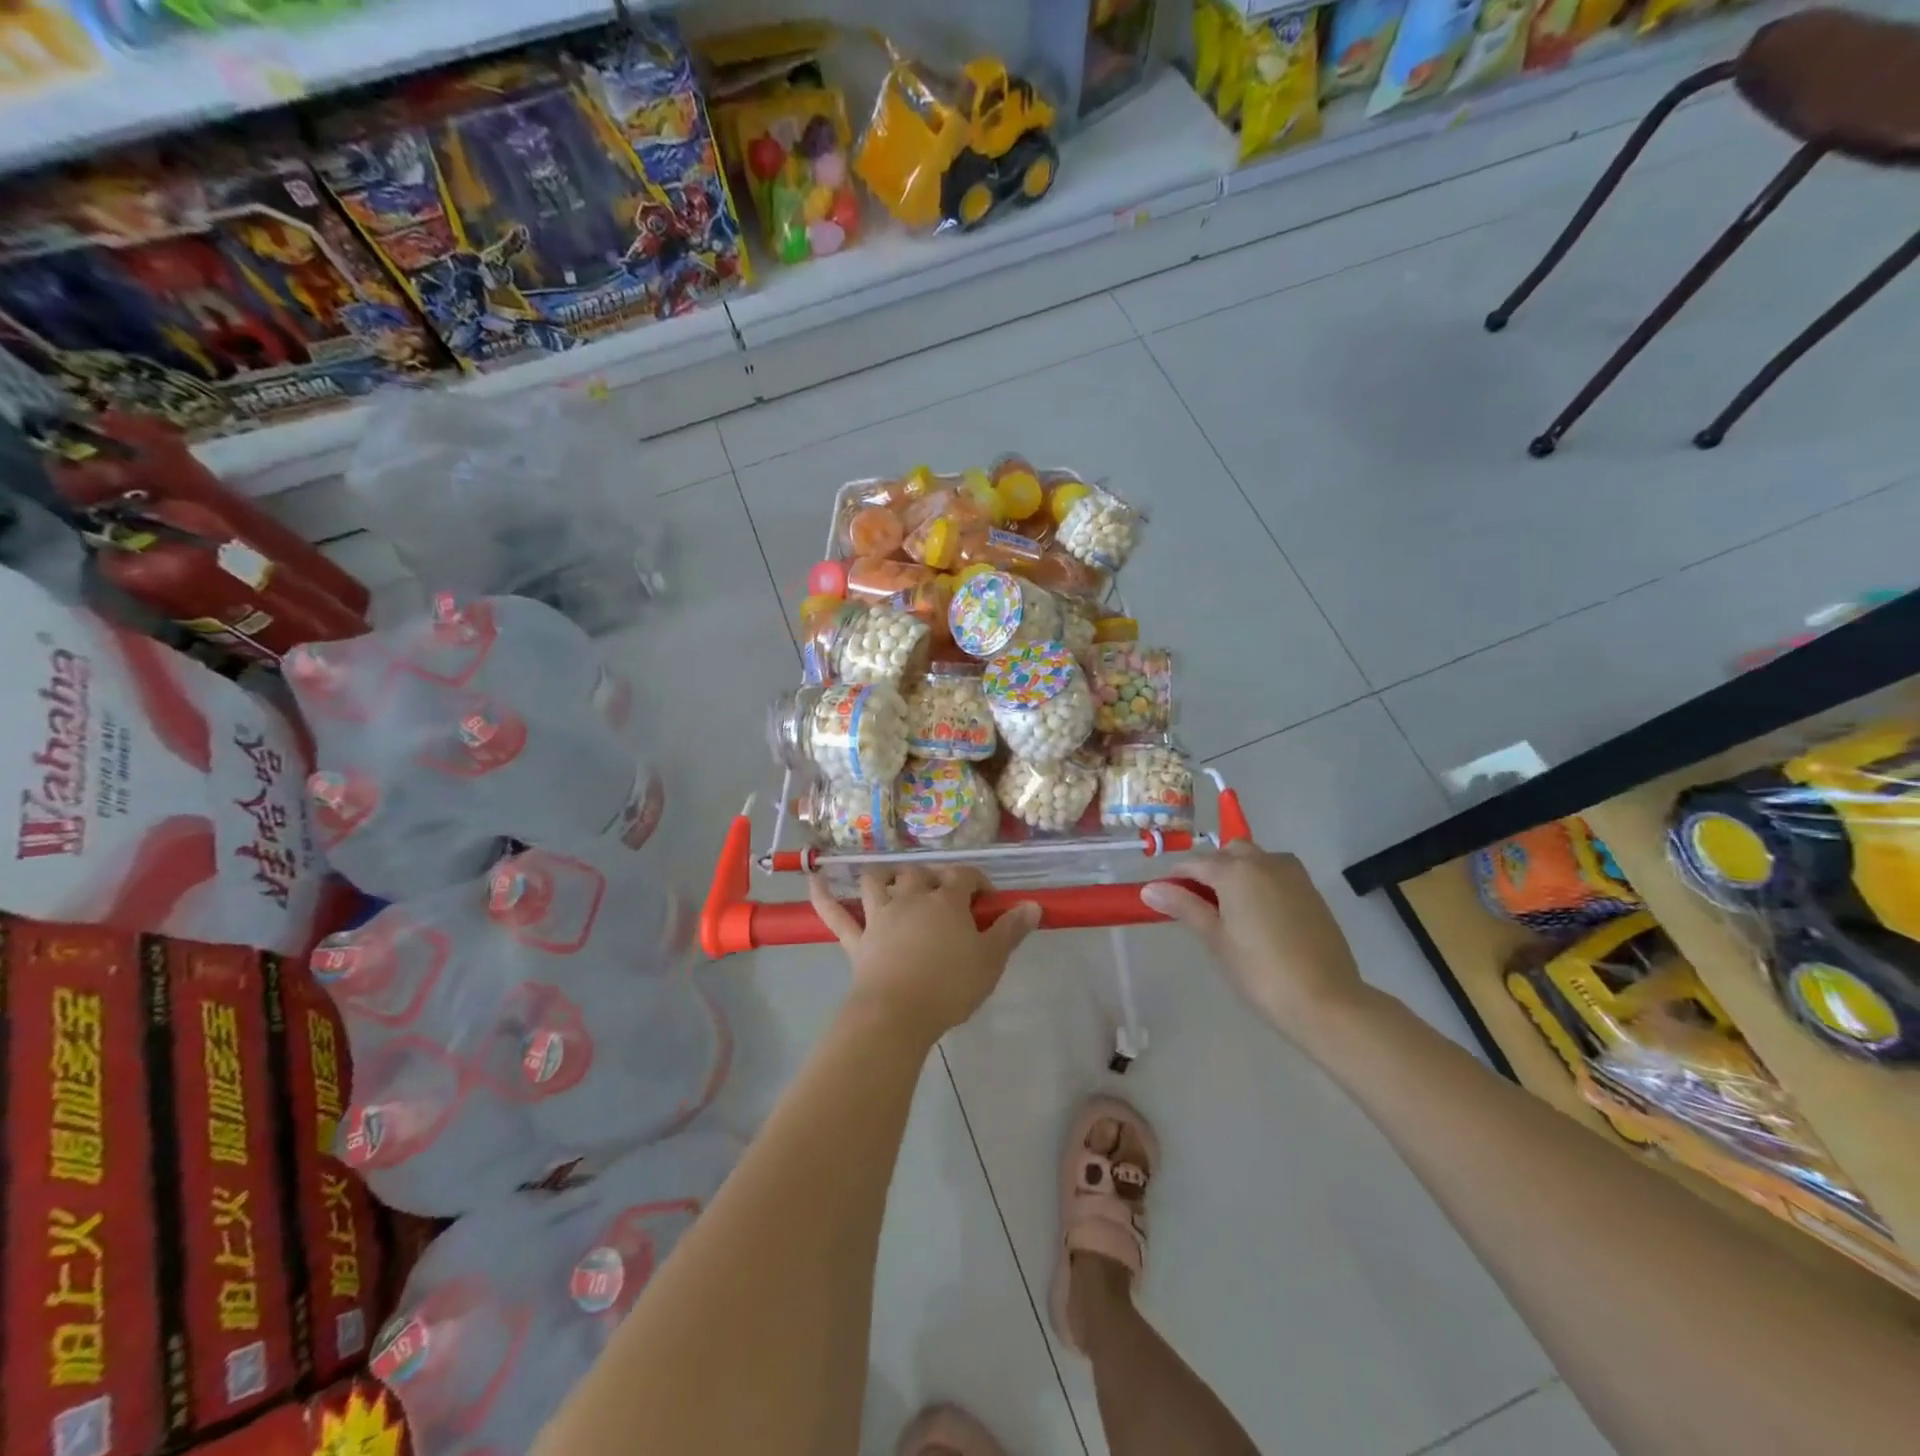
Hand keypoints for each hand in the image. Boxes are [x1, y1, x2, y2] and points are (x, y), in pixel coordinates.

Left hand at [810, 867, 1040, 1044]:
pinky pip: (835, 915)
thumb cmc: (950, 986)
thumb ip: (1011, 930)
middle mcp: (910, 899)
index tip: (987, 900)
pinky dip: (823, 897)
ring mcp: (879, 917)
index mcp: (945, 901)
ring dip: (886, 877)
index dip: (977, 882)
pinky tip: (813, 881)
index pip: (964, 877)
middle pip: (920, 874)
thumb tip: (1033, 905)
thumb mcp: (991, 960)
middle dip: (933, 878)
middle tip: (945, 898)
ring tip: (895, 883)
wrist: (898, 1014)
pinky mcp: (857, 940)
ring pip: (877, 882)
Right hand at [1142, 842, 1369, 1043]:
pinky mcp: (1311, 892)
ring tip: (1227, 908)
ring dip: (1237, 872)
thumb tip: (1150, 889)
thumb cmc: (1259, 970)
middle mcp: (1265, 862)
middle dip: (1209, 870)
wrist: (1325, 1000)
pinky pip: (1277, 875)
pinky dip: (1260, 883)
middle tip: (1196, 903)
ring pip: (1256, 860)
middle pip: (1228, 853)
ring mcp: (1293, 875)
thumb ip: (1184, 907)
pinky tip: (1257, 915)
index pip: (1195, 864)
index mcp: (1236, 870)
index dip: (1174, 878)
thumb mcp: (1215, 938)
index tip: (1160, 896)